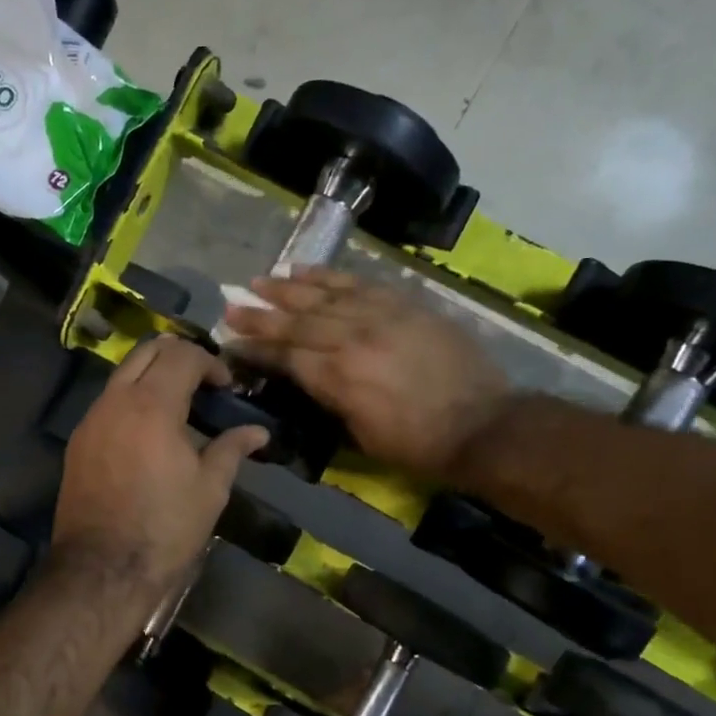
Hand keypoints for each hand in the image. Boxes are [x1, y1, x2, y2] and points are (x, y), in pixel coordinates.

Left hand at [54, 336, 268, 595]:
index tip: (227, 388)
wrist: (102, 570)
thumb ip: (231, 449)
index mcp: (152, 406)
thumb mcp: (209, 489)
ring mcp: (91, 420)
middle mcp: (115, 401)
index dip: (211, 363)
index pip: (182, 355)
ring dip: (153, 376)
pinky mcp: (78, 442)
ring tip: (179, 407)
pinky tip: (150, 433)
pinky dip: (132, 400)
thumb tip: (258, 433)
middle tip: (204, 383)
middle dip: (179, 356)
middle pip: (147, 350)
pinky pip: (108, 402)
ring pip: (123, 374)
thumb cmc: (165, 528)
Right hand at [223, 269, 509, 479]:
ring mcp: (380, 316)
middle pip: (296, 321)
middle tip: (232, 306)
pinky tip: (306, 270)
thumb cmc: (417, 445)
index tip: (231, 341)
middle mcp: (352, 339)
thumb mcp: (361, 435)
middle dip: (260, 314)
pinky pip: (360, 283)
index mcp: (338, 378)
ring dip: (288, 289)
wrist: (484, 424)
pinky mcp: (404, 304)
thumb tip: (307, 377)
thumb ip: (329, 399)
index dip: (256, 349)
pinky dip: (330, 276)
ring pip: (324, 295)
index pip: (285, 356)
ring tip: (260, 281)